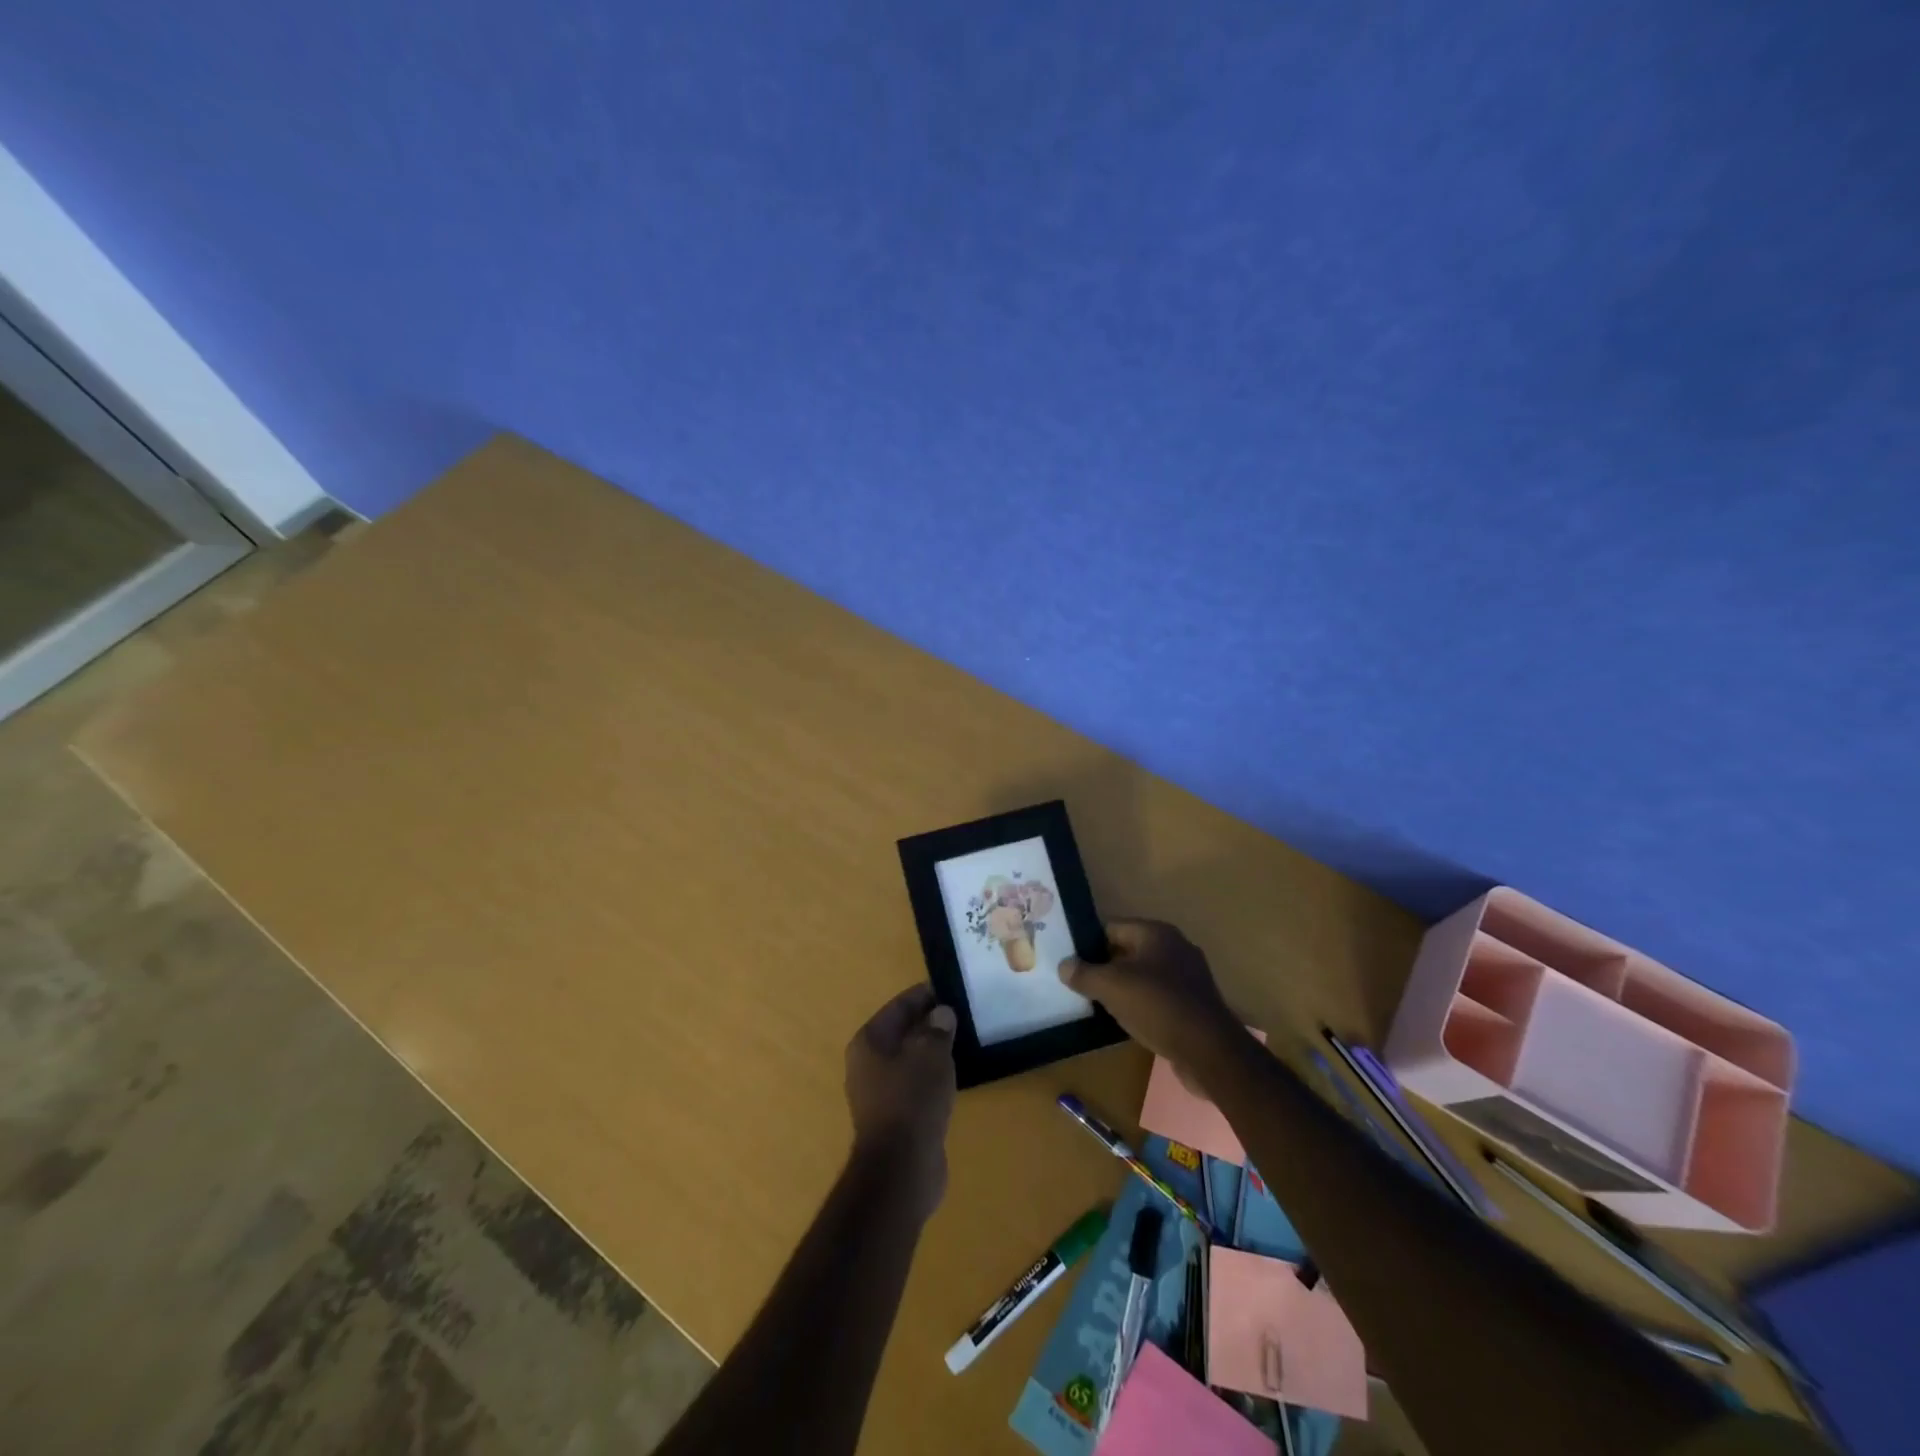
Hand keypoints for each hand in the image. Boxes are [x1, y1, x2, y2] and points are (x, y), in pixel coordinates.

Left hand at [844, 985, 957, 1219]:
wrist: (902, 1169)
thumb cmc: (912, 1100)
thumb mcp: (931, 1055)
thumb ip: (937, 1029)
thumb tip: (941, 1014)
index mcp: (868, 1042)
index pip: (898, 1007)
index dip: (924, 995)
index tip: (950, 988)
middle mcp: (867, 1064)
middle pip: (902, 1032)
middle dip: (929, 1023)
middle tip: (961, 1014)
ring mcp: (879, 1093)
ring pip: (909, 1060)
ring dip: (931, 1051)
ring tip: (961, 1041)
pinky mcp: (894, 1118)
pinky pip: (915, 1085)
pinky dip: (931, 1077)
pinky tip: (953, 1076)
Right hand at [1059, 920, 1243, 1078]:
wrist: (1210, 1051)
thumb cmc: (1157, 1006)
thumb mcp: (1111, 987)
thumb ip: (1084, 973)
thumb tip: (1064, 965)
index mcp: (1156, 933)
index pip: (1112, 928)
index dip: (1089, 944)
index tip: (1071, 963)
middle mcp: (1175, 947)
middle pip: (1128, 952)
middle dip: (1105, 968)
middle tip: (1080, 985)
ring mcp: (1189, 976)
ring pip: (1144, 977)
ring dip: (1124, 989)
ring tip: (1099, 1006)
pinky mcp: (1195, 1004)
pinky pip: (1159, 998)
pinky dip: (1143, 1007)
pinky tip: (1128, 1022)